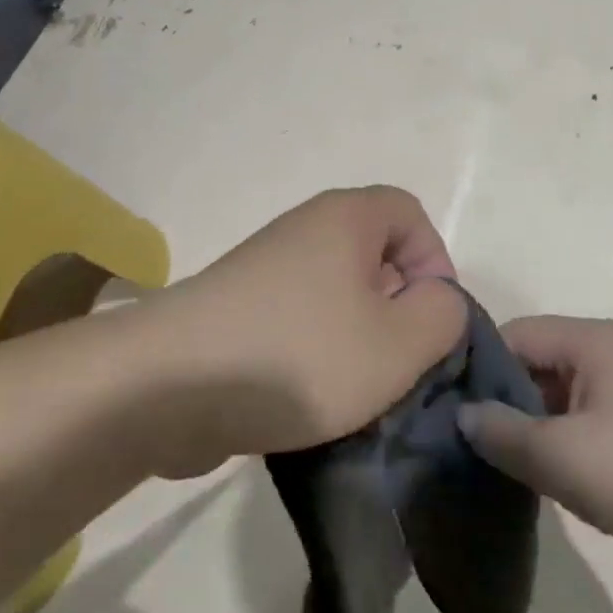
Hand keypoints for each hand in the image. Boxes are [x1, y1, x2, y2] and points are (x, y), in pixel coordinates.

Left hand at [134, 187, 465, 475]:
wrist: (169, 387)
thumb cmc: (299, 356)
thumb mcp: (399, 343)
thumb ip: (443, 315)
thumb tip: (436, 301)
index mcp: (345, 218)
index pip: (410, 213)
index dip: (434, 261)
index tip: (431, 318)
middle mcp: (304, 229)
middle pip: (374, 254)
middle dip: (398, 305)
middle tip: (398, 358)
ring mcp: (265, 268)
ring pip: (337, 292)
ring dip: (358, 336)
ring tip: (357, 388)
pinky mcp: (238, 309)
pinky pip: (298, 318)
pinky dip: (316, 351)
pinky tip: (311, 399)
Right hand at [457, 317, 612, 585]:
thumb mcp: (562, 456)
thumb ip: (503, 432)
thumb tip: (463, 415)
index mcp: (593, 340)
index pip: (514, 334)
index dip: (477, 368)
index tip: (447, 408)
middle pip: (538, 363)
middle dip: (504, 401)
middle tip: (471, 444)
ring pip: (563, 396)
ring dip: (534, 426)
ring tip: (503, 465)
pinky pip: (591, 421)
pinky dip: (566, 443)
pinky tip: (551, 479)